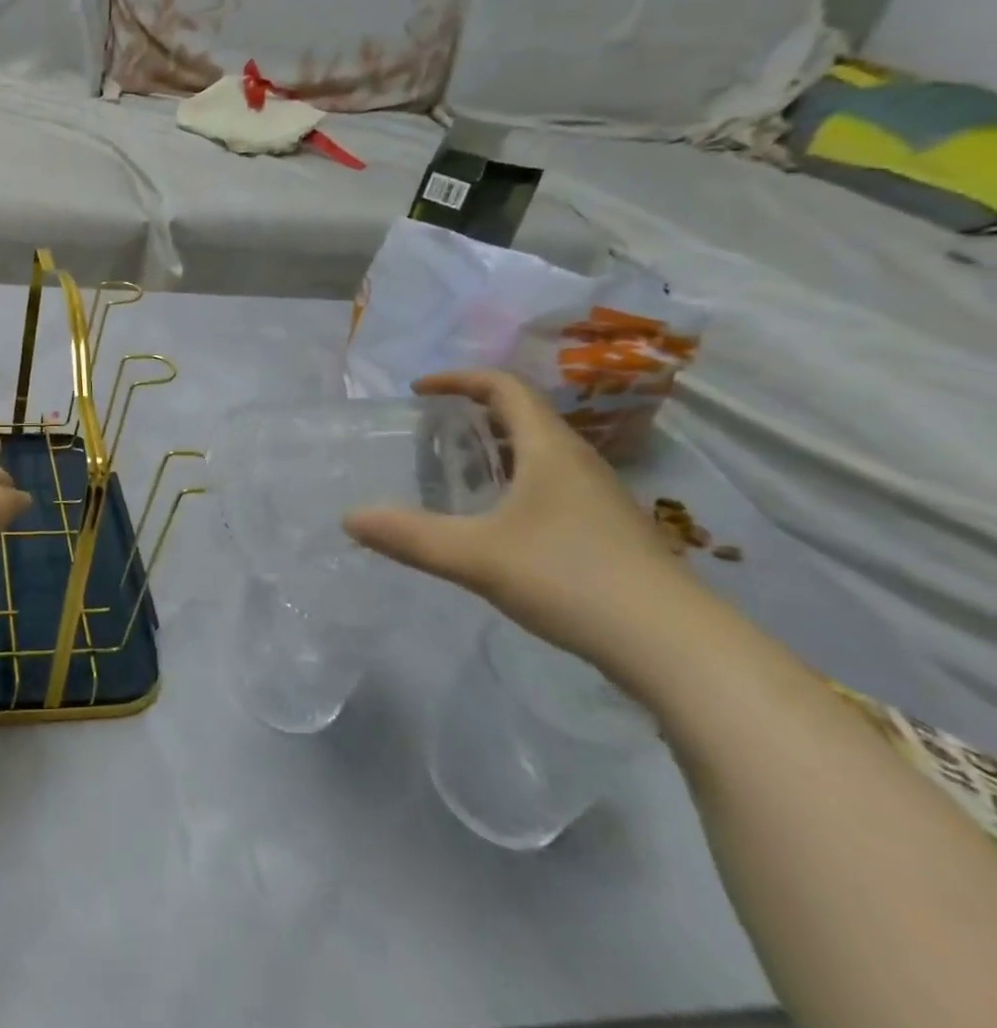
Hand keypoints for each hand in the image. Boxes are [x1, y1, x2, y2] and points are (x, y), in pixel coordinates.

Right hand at [342, 370, 700, 671]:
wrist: (678, 648)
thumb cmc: (573, 579)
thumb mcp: (477, 556)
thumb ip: (410, 536)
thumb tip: (349, 518)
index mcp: (549, 449)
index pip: (504, 386)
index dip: (459, 379)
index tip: (419, 391)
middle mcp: (577, 461)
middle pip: (523, 415)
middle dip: (474, 412)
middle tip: (432, 432)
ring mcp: (599, 497)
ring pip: (540, 451)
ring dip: (497, 448)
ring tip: (458, 471)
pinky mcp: (608, 530)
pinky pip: (552, 483)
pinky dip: (516, 480)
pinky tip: (499, 521)